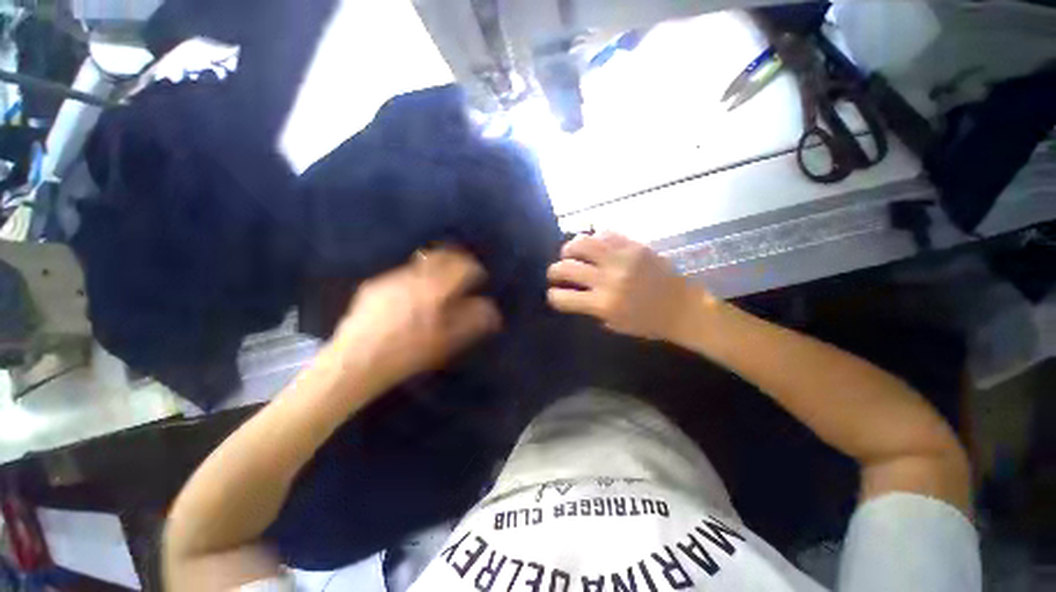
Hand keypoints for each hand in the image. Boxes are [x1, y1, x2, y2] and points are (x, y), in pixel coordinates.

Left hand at [330, 247, 501, 390]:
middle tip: (464, 272)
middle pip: (441, 255)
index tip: (480, 277)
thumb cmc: (407, 354)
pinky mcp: (375, 284)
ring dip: (437, 267)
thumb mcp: (446, 342)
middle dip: (457, 260)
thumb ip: (472, 321)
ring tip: (442, 281)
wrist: (356, 362)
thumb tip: (492, 310)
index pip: (461, 265)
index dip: (475, 268)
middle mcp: (413, 276)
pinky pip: (403, 273)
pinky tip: (414, 294)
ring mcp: (391, 278)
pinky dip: (417, 276)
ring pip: (421, 262)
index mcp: (433, 289)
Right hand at [547, 233, 706, 340]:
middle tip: (555, 272)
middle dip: (554, 271)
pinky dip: (594, 239)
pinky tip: (594, 246)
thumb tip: (575, 294)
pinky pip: (606, 234)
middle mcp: (608, 279)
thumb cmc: (649, 323)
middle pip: (567, 268)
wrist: (684, 307)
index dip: (553, 296)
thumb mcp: (615, 324)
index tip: (554, 294)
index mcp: (603, 304)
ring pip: (583, 243)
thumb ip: (591, 309)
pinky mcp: (634, 245)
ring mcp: (622, 259)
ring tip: (570, 253)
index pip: (563, 297)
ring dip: (569, 248)